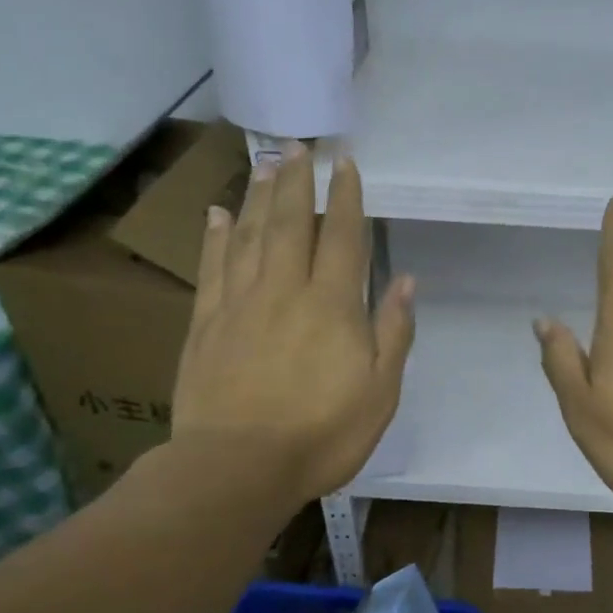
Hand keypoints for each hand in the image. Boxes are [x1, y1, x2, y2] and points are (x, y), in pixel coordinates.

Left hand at [169, 142, 414, 502]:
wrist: (238, 467)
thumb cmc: (322, 436)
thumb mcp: (380, 393)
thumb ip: (392, 332)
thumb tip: (406, 281)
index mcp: (333, 306)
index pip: (343, 237)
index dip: (347, 198)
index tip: (347, 164)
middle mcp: (285, 290)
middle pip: (292, 223)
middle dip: (299, 181)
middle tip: (299, 146)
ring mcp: (240, 303)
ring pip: (251, 235)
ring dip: (260, 195)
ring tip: (266, 163)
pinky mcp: (205, 323)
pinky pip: (213, 266)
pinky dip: (216, 236)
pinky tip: (218, 213)